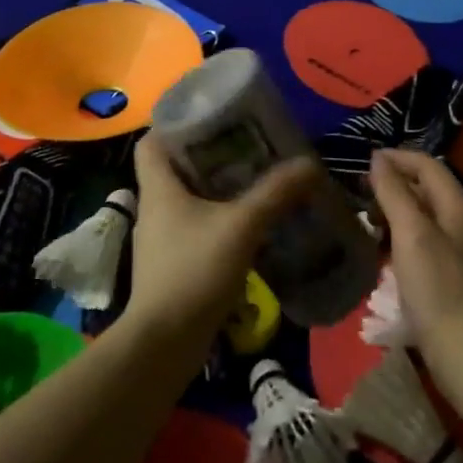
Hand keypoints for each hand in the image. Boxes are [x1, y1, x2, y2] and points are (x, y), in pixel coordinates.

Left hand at [126, 134, 320, 352]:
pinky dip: (219, 220)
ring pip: (189, 199)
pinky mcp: (173, 265)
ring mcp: (162, 239)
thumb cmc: (193, 272)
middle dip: (211, 155)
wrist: (164, 345)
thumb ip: (275, 193)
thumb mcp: (241, 226)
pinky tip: (250, 226)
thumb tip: (310, 163)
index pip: (153, 140)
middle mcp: (155, 207)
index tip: (212, 118)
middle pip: (176, 167)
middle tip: (249, 147)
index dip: (176, 123)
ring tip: (256, 181)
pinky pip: (196, 228)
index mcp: (158, 187)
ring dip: (218, 189)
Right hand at [369, 150, 462, 397]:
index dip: (397, 158)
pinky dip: (401, 238)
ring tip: (366, 221)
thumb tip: (378, 158)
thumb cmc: (438, 288)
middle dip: (394, 184)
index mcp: (459, 207)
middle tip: (360, 193)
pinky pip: (424, 243)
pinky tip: (383, 252)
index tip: (364, 162)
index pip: (428, 165)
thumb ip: (394, 192)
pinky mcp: (453, 278)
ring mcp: (461, 252)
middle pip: (427, 190)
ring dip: (395, 212)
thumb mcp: (411, 233)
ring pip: (424, 217)